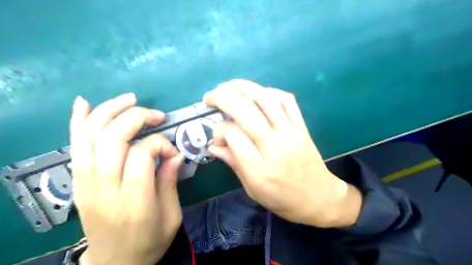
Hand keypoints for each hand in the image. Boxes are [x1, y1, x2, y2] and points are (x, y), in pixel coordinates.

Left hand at [69, 94, 183, 264]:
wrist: (114, 264)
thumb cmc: (149, 242)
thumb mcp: (171, 217)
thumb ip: (170, 182)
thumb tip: (176, 153)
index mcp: (134, 203)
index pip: (140, 156)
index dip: (160, 145)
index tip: (173, 153)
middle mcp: (105, 190)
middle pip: (113, 140)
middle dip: (137, 118)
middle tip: (157, 116)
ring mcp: (86, 185)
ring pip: (90, 137)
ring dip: (110, 112)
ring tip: (130, 99)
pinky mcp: (78, 183)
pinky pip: (75, 147)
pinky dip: (78, 122)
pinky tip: (85, 103)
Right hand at [203, 79, 362, 227]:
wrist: (319, 198)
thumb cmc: (282, 199)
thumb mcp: (252, 189)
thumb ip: (233, 163)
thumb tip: (213, 145)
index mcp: (259, 168)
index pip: (232, 134)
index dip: (218, 130)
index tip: (216, 137)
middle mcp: (274, 145)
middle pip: (245, 111)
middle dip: (222, 98)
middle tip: (210, 97)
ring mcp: (290, 132)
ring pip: (264, 99)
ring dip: (242, 87)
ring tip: (226, 86)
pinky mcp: (301, 125)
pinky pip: (286, 100)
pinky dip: (269, 91)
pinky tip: (257, 93)